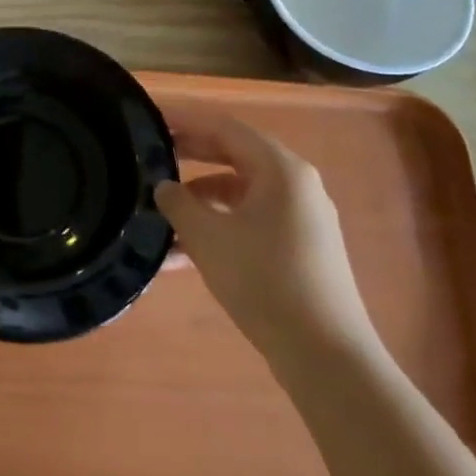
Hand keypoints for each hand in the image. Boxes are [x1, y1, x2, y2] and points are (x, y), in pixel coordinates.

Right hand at [154, 105, 377, 368]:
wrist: (325, 355)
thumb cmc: (263, 280)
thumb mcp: (207, 237)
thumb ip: (178, 203)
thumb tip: (163, 187)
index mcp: (280, 169)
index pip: (224, 127)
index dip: (185, 121)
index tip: (151, 120)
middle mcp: (296, 185)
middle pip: (235, 156)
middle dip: (190, 158)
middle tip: (151, 158)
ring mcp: (302, 219)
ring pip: (241, 194)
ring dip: (200, 201)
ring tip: (160, 216)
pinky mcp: (301, 249)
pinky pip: (251, 222)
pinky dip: (219, 228)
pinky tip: (183, 256)